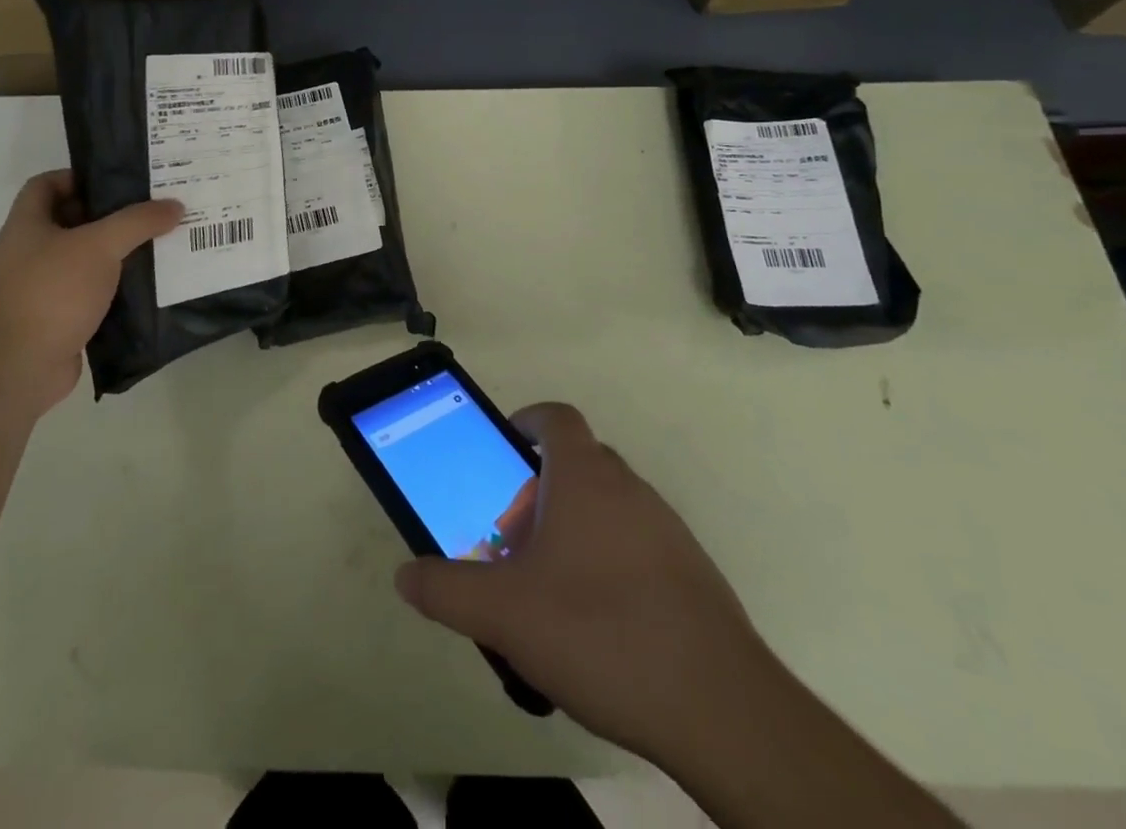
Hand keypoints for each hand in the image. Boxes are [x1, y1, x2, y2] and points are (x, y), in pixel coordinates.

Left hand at [0, 170, 181, 410]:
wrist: (18, 367)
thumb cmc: (52, 291)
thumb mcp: (100, 245)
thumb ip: (138, 222)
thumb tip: (175, 205)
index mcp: (27, 224)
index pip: (46, 184)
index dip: (79, 177)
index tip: (118, 181)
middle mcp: (29, 252)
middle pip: (71, 221)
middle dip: (109, 216)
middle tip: (151, 211)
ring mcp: (41, 288)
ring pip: (84, 260)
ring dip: (116, 255)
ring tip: (158, 246)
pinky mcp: (57, 320)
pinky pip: (91, 294)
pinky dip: (115, 290)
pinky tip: (147, 288)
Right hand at [394, 403, 765, 763]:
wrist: (721, 708)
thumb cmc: (600, 632)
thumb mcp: (504, 613)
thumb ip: (446, 590)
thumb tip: (405, 575)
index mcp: (584, 476)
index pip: (555, 417)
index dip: (526, 422)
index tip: (502, 450)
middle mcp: (628, 487)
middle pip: (577, 463)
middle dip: (538, 489)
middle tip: (511, 537)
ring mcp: (666, 529)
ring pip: (607, 506)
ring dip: (573, 528)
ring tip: (547, 587)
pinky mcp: (691, 573)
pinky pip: (636, 544)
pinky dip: (608, 561)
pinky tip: (596, 623)